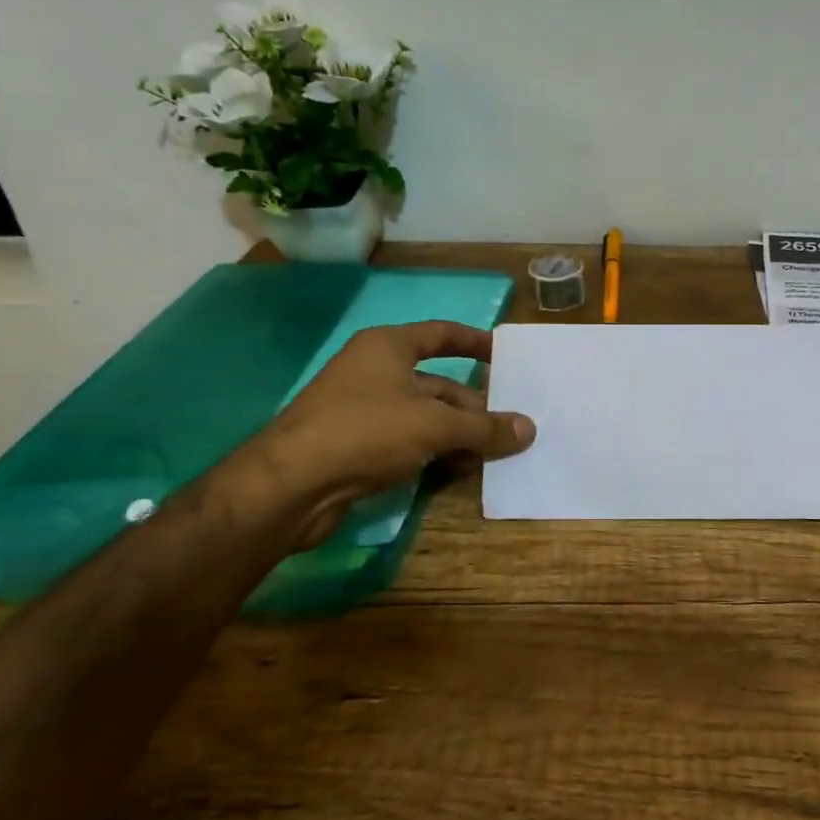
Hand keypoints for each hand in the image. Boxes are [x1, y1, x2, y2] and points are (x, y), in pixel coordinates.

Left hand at [243, 321, 535, 549]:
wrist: (290, 485)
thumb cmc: (366, 431)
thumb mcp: (434, 426)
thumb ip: (484, 427)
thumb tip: (529, 428)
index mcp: (388, 348)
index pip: (441, 334)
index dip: (475, 342)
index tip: (505, 356)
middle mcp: (375, 372)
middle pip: (438, 383)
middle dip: (474, 406)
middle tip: (509, 427)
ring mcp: (363, 411)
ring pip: (425, 417)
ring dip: (458, 435)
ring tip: (493, 455)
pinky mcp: (357, 446)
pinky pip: (408, 442)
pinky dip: (434, 453)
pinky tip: (459, 472)